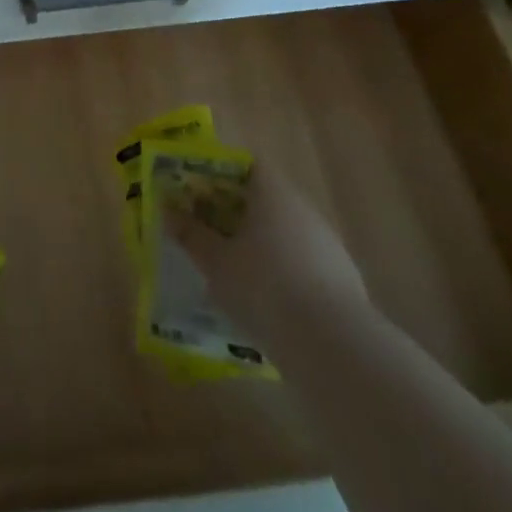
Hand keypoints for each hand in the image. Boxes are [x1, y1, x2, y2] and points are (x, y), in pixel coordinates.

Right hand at [165, 163, 370, 348]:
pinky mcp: (343, 281)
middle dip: (237, 214)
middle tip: (210, 233)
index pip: (248, 165)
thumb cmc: (264, 287)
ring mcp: (328, 245)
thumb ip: (191, 234)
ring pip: (285, 234)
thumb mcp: (215, 262)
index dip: (223, 174)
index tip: (201, 193)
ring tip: (234, 274)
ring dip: (261, 246)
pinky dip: (283, 275)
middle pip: (266, 199)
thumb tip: (168, 210)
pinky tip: (267, 304)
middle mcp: (303, 209)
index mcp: (273, 192)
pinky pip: (303, 265)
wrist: (334, 346)